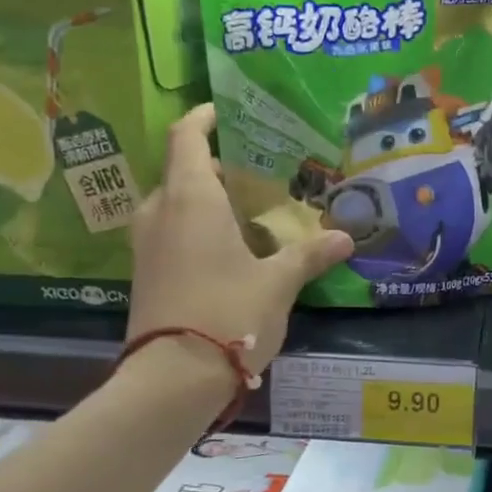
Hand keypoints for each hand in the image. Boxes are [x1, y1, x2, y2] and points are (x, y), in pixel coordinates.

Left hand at [128, 105, 353, 373]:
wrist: (171, 380)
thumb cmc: (228, 314)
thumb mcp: (278, 283)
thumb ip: (310, 255)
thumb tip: (346, 238)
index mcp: (190, 199)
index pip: (187, 138)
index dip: (203, 119)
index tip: (224, 111)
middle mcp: (160, 213)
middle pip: (180, 171)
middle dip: (211, 164)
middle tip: (251, 169)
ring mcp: (146, 246)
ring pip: (171, 203)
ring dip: (201, 198)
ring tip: (242, 207)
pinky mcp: (145, 275)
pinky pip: (168, 232)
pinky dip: (192, 226)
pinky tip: (226, 247)